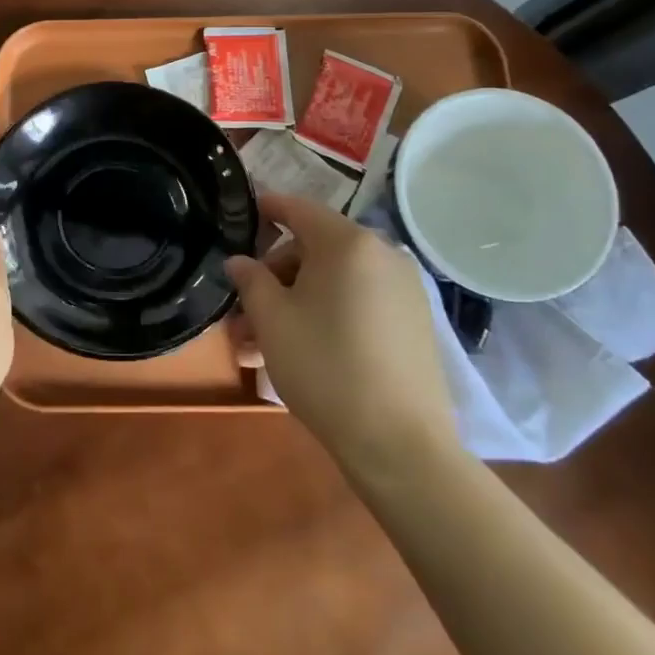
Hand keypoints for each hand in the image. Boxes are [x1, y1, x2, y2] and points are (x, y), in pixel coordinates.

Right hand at [228, 192, 457, 471]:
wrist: (401, 445)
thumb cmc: (325, 368)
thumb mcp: (272, 321)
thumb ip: (251, 280)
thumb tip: (240, 261)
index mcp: (348, 243)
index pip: (298, 208)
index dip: (266, 208)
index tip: (242, 216)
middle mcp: (382, 254)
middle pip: (315, 248)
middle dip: (275, 275)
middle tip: (244, 311)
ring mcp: (404, 288)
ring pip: (335, 280)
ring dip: (296, 301)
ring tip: (261, 343)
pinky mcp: (414, 321)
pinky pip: (359, 301)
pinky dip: (328, 312)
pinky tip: (302, 349)